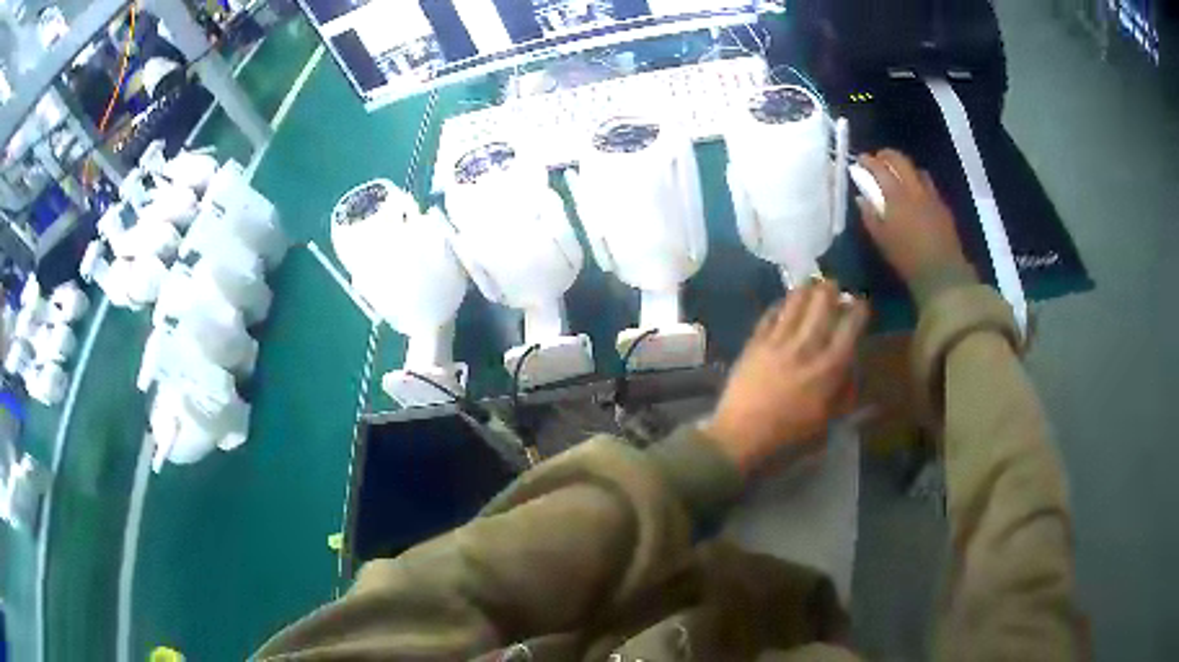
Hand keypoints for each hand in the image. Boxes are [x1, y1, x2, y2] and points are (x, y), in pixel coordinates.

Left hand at [704, 281, 868, 474]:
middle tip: (834, 287)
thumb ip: (842, 392)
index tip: (860, 304)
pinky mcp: (754, 344)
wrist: (739, 439)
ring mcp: (777, 343)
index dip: (858, 311)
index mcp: (828, 369)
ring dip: (806, 290)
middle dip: (832, 291)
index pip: (850, 328)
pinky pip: (769, 315)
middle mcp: (805, 348)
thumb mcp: (826, 422)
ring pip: (795, 303)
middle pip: (822, 305)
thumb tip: (850, 365)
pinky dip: (780, 305)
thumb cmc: (787, 439)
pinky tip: (784, 302)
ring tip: (812, 285)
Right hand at [857, 150, 969, 283]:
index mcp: (897, 196)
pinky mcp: (943, 206)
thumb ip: (870, 216)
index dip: (868, 161)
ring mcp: (931, 196)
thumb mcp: (882, 240)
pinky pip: (928, 185)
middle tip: (878, 159)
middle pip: (901, 160)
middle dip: (887, 156)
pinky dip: (918, 182)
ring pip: (917, 170)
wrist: (942, 273)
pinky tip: (915, 194)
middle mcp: (915, 189)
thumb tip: (862, 198)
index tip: (860, 160)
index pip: (879, 168)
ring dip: (905, 168)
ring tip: (898, 175)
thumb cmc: (907, 259)